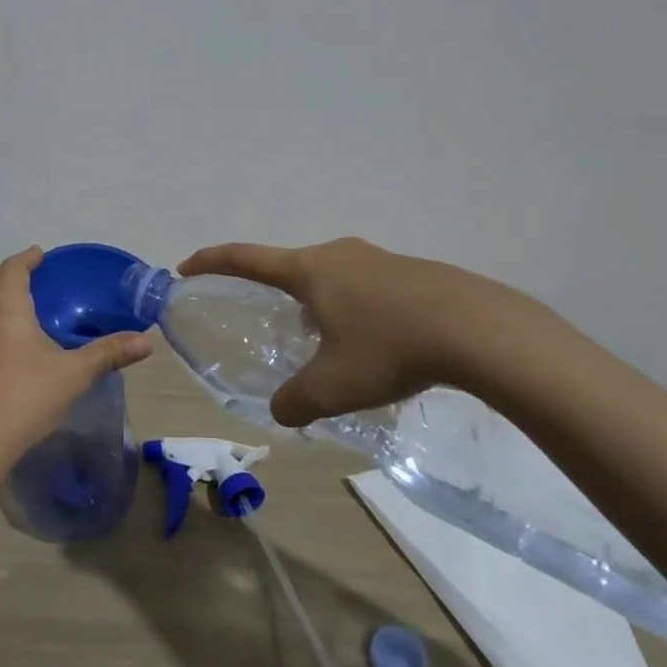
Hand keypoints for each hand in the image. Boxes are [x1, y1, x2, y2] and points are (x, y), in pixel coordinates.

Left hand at [0, 247, 153, 463]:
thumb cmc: (26, 396)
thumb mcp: (74, 373)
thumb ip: (109, 354)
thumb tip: (147, 341)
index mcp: (6, 307)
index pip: (13, 268)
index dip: (27, 258)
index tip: (42, 253)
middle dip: (12, 272)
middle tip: (36, 274)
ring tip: (25, 301)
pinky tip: (12, 338)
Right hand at [177, 237, 533, 426]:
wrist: (479, 329)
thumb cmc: (389, 348)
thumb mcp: (333, 386)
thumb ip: (295, 401)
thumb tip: (282, 411)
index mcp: (308, 270)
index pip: (244, 257)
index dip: (211, 261)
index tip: (187, 266)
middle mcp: (337, 255)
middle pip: (290, 265)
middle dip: (272, 289)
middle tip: (269, 319)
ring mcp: (377, 258)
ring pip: (331, 276)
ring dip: (317, 301)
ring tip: (325, 339)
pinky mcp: (411, 271)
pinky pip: (365, 285)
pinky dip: (354, 307)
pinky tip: (375, 341)